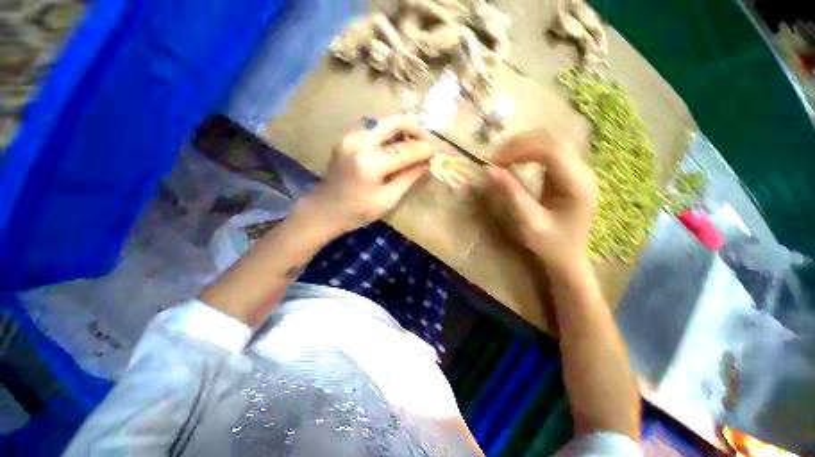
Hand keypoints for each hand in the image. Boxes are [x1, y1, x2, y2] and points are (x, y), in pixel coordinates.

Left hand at [304, 115, 440, 233]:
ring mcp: (350, 137)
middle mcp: (358, 142)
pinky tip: (397, 146)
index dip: (426, 149)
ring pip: (384, 121)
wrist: (323, 210)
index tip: (440, 149)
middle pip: (394, 121)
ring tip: (415, 145)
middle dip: (415, 128)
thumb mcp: (387, 200)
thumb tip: (427, 164)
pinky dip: (389, 134)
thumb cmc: (356, 212)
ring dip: (403, 129)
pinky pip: (374, 128)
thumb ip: (408, 178)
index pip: (406, 150)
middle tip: (427, 142)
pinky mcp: (347, 138)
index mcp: (369, 163)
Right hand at [484, 130, 596, 273]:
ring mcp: (579, 171)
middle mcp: (584, 172)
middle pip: (553, 141)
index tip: (494, 161)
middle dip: (520, 144)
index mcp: (578, 185)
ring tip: (502, 158)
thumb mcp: (528, 222)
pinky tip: (516, 160)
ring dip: (524, 145)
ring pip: (552, 142)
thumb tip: (489, 170)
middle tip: (495, 159)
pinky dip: (529, 151)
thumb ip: (511, 194)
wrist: (569, 257)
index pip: (551, 151)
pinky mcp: (571, 173)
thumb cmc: (550, 244)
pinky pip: (550, 152)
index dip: (520, 150)